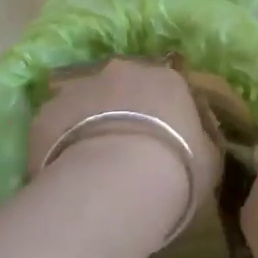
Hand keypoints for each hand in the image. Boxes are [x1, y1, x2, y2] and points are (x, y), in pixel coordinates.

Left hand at [28, 59, 222, 237]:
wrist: (116, 185)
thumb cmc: (177, 170)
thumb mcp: (211, 158)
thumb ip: (203, 137)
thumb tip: (198, 131)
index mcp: (165, 78)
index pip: (166, 86)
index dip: (162, 112)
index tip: (161, 139)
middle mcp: (121, 72)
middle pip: (121, 86)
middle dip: (121, 109)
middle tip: (123, 147)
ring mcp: (79, 88)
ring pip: (85, 100)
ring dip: (88, 121)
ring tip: (91, 162)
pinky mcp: (46, 113)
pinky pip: (55, 125)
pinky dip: (59, 142)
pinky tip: (65, 172)